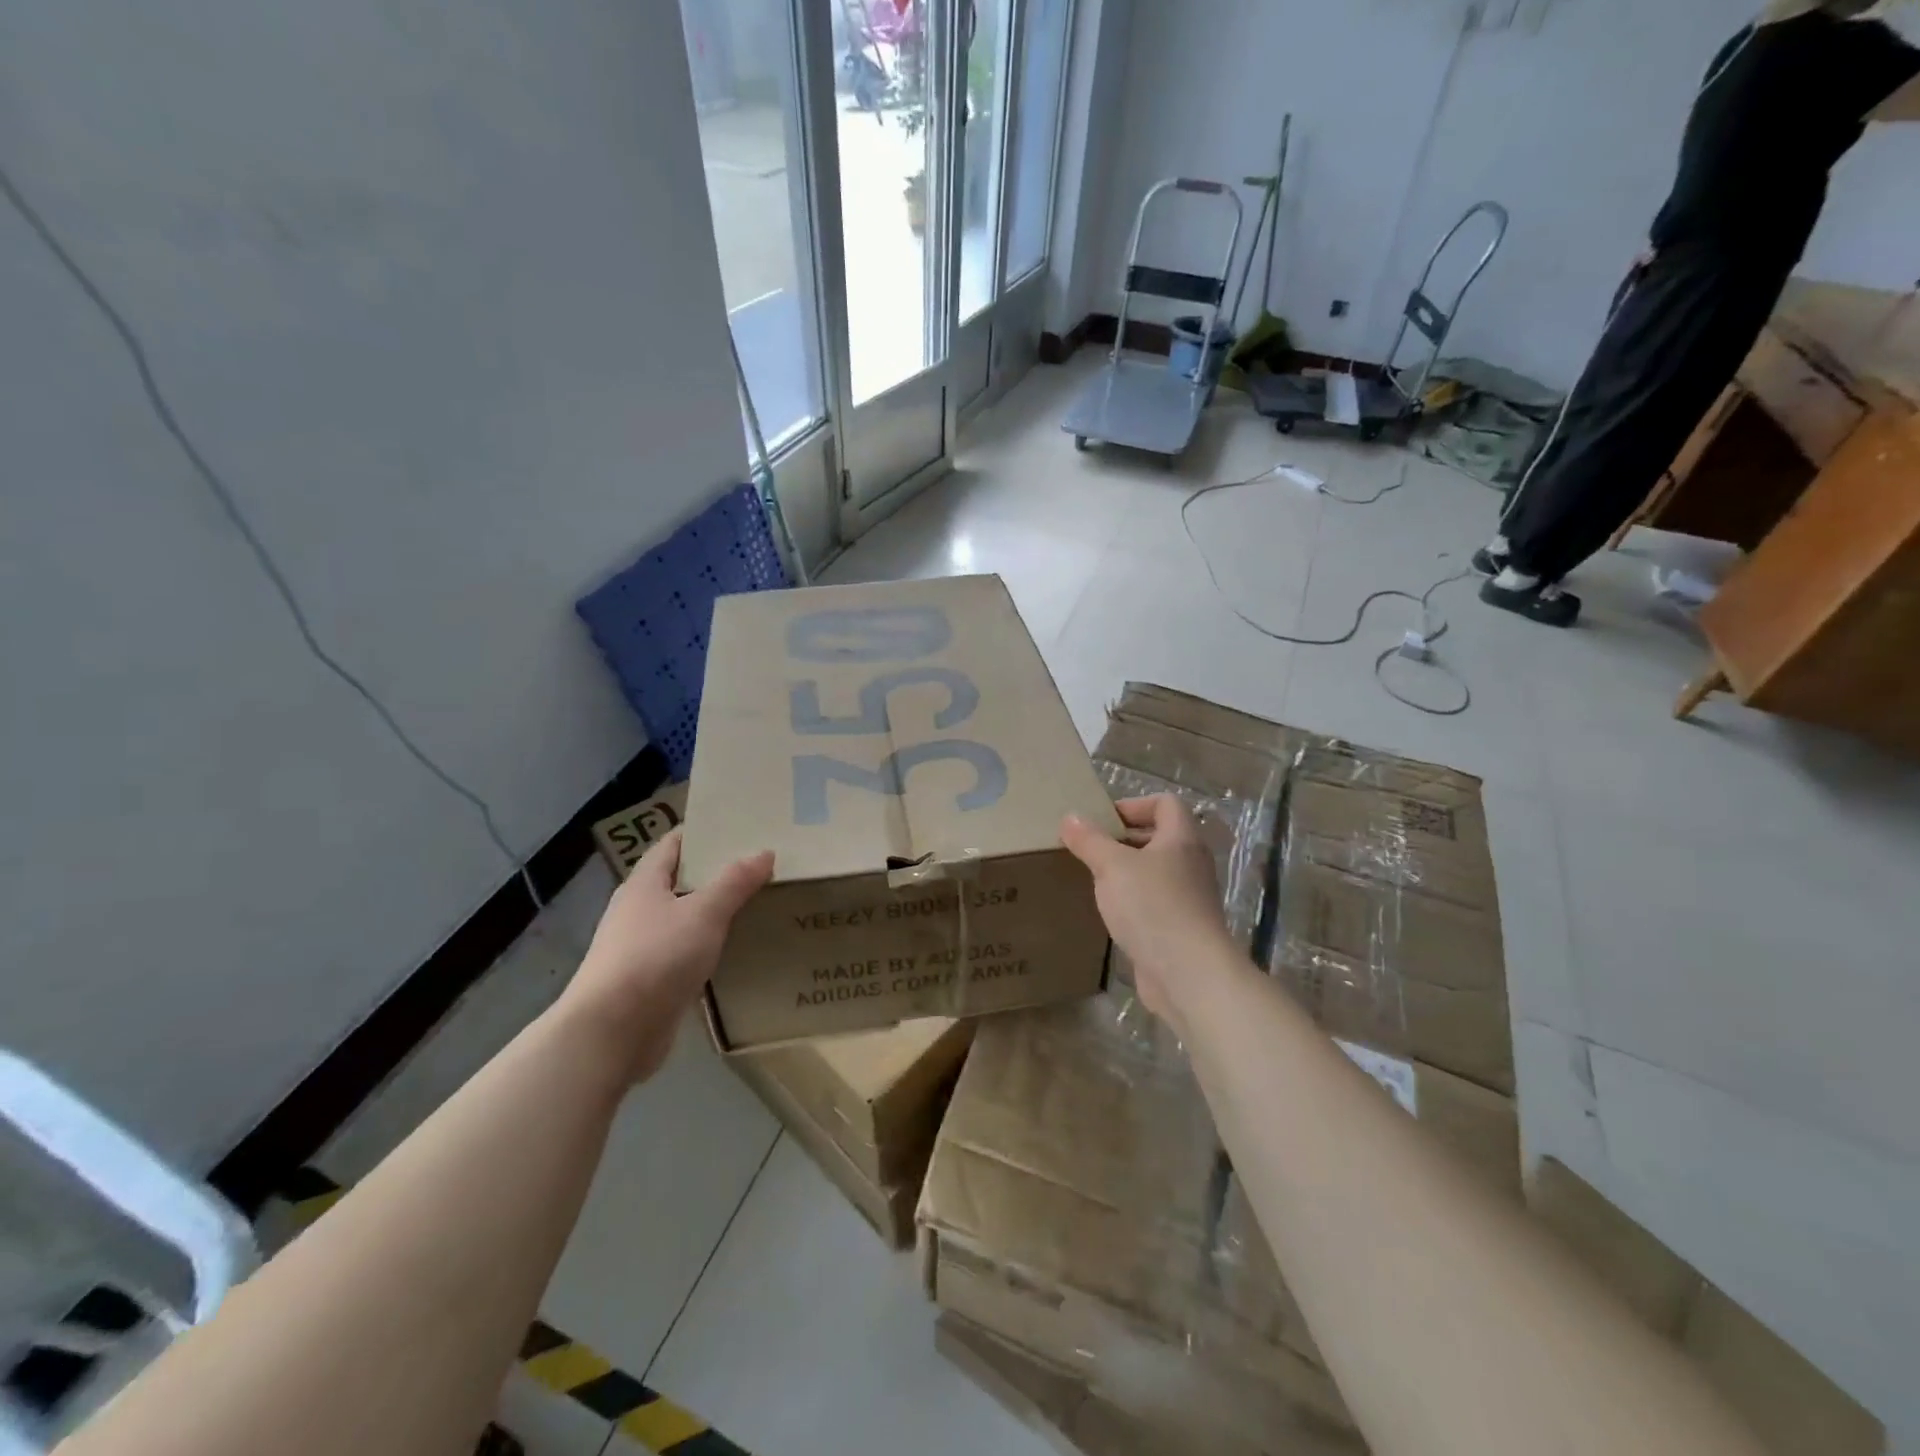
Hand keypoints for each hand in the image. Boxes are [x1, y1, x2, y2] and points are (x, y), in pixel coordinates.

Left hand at [559, 829, 773, 1083]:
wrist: (612, 1033)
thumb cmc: (655, 958)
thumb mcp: (704, 913)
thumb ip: (735, 882)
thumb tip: (764, 851)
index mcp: (644, 884)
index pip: (673, 845)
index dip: (703, 833)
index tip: (740, 827)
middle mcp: (638, 911)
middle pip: (680, 880)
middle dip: (717, 872)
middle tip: (761, 864)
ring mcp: (641, 947)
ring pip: (685, 918)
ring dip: (715, 911)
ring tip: (758, 902)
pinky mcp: (650, 981)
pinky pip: (685, 952)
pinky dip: (709, 945)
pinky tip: (737, 948)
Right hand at [1060, 795, 1236, 1029]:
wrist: (1189, 974)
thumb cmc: (1152, 907)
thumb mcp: (1112, 866)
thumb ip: (1090, 840)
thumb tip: (1071, 817)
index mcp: (1181, 839)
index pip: (1165, 803)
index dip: (1134, 805)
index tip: (1102, 821)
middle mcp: (1191, 863)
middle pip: (1159, 837)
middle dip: (1124, 839)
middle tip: (1091, 849)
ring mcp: (1189, 898)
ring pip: (1155, 872)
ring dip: (1127, 872)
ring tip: (1095, 879)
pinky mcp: (1181, 928)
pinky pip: (1154, 902)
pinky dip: (1133, 902)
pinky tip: (1110, 913)